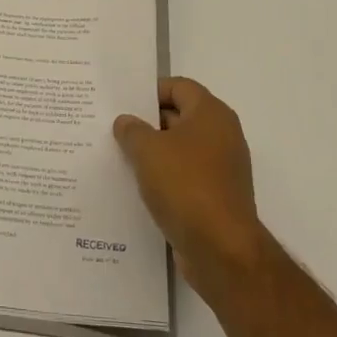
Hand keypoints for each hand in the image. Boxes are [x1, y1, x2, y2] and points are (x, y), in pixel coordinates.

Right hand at [114, 78, 271, 298]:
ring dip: (154, 153)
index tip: (122, 103)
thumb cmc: (185, 185)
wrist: (221, 250)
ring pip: (181, 149)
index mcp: (211, 114)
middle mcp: (222, 135)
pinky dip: (165, 178)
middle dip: (148, 123)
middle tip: (114, 129)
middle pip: (180, 117)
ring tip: (120, 158)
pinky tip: (138, 187)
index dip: (150, 91)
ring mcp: (222, 168)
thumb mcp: (147, 150)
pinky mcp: (217, 197)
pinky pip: (185, 177)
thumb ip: (132, 130)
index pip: (178, 86)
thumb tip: (126, 122)